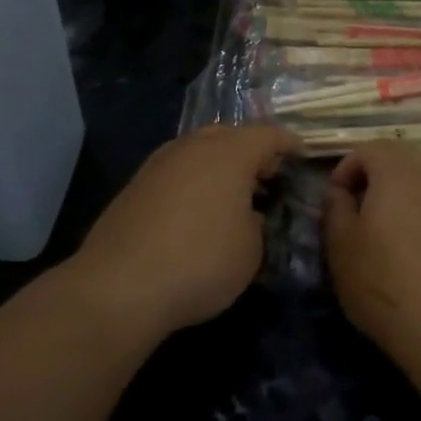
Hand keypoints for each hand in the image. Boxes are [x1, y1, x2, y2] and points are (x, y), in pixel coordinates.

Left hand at [68, 124, 296, 336]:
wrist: (119, 285)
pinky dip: (192, 181)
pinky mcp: (135, 185)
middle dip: (250, 151)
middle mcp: (194, 147)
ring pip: (198, 150)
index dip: (288, 144)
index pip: (268, 135)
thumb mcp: (251, 250)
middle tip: (265, 177)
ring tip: (230, 195)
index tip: (301, 156)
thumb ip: (255, 222)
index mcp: (230, 153)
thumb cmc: (201, 262)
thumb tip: (244, 213)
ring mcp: (159, 163)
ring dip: (218, 165)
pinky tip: (194, 210)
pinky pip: (176, 170)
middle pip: (230, 135)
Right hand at [321, 142, 420, 363]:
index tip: (336, 199)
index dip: (346, 169)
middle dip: (379, 174)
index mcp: (398, 170)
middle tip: (363, 209)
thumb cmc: (384, 283)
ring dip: (411, 190)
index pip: (367, 149)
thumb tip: (339, 191)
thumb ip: (335, 207)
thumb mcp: (340, 246)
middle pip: (403, 157)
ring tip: (399, 224)